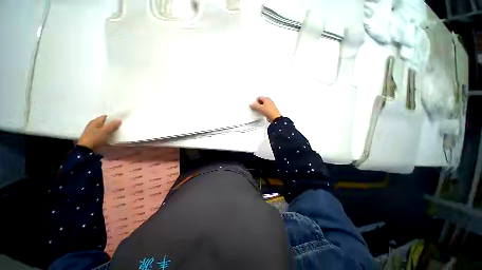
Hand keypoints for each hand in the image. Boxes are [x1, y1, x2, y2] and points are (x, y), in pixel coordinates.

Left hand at [78, 115, 121, 150]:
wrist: (86, 150)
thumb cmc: (96, 138)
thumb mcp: (106, 131)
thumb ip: (113, 125)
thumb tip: (119, 120)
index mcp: (95, 121)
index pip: (106, 117)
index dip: (113, 118)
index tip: (120, 121)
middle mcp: (93, 124)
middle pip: (105, 122)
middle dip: (112, 124)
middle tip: (120, 127)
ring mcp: (92, 131)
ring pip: (103, 128)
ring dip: (109, 129)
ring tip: (117, 132)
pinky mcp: (93, 136)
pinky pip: (101, 133)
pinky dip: (106, 133)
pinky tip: (110, 136)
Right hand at [250, 97, 281, 121]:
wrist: (275, 118)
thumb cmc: (269, 111)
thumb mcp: (259, 108)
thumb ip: (254, 105)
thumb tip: (251, 104)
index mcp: (266, 98)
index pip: (259, 97)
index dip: (255, 101)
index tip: (253, 105)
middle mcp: (269, 101)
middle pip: (261, 101)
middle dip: (257, 104)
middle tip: (255, 108)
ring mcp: (270, 105)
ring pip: (263, 105)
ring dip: (260, 108)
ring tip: (258, 111)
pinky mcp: (271, 110)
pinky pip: (265, 108)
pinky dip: (262, 110)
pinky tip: (262, 113)